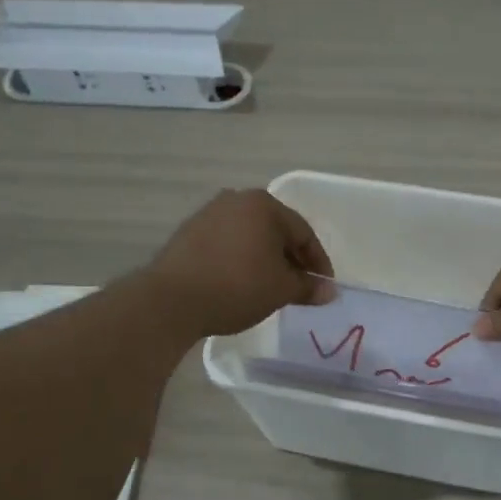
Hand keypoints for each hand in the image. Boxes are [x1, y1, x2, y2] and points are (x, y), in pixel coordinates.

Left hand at [145, 189, 333, 337]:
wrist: (172, 299)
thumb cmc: (237, 287)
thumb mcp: (280, 290)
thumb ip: (308, 287)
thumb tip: (329, 291)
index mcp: (264, 205)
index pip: (303, 232)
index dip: (318, 262)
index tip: (324, 287)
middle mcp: (236, 200)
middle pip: (275, 230)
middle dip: (291, 259)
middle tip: (300, 287)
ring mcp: (209, 214)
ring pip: (250, 236)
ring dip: (265, 259)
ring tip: (270, 287)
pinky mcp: (188, 233)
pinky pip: (227, 244)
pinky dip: (241, 260)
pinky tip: (241, 283)